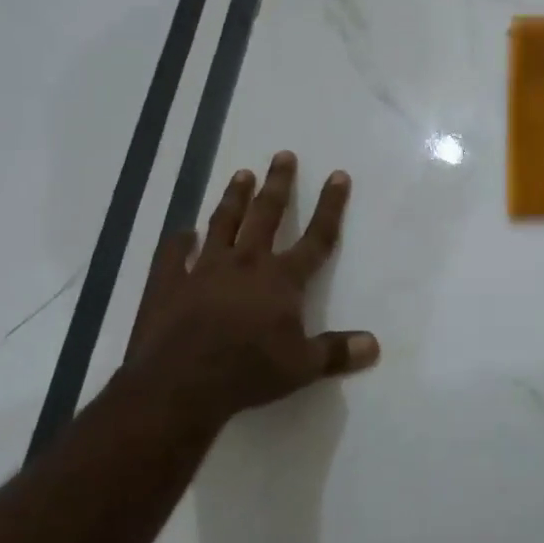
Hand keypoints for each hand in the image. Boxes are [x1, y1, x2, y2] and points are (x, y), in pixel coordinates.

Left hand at [124, 151, 378, 413]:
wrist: (178, 386)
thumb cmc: (248, 373)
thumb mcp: (302, 367)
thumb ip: (337, 352)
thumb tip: (375, 345)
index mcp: (282, 279)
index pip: (316, 236)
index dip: (330, 207)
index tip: (338, 176)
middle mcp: (246, 263)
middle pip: (266, 215)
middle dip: (278, 184)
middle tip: (283, 156)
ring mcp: (204, 270)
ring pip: (223, 223)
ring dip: (233, 198)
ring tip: (241, 174)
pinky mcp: (168, 284)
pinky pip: (173, 255)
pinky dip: (179, 242)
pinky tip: (183, 232)